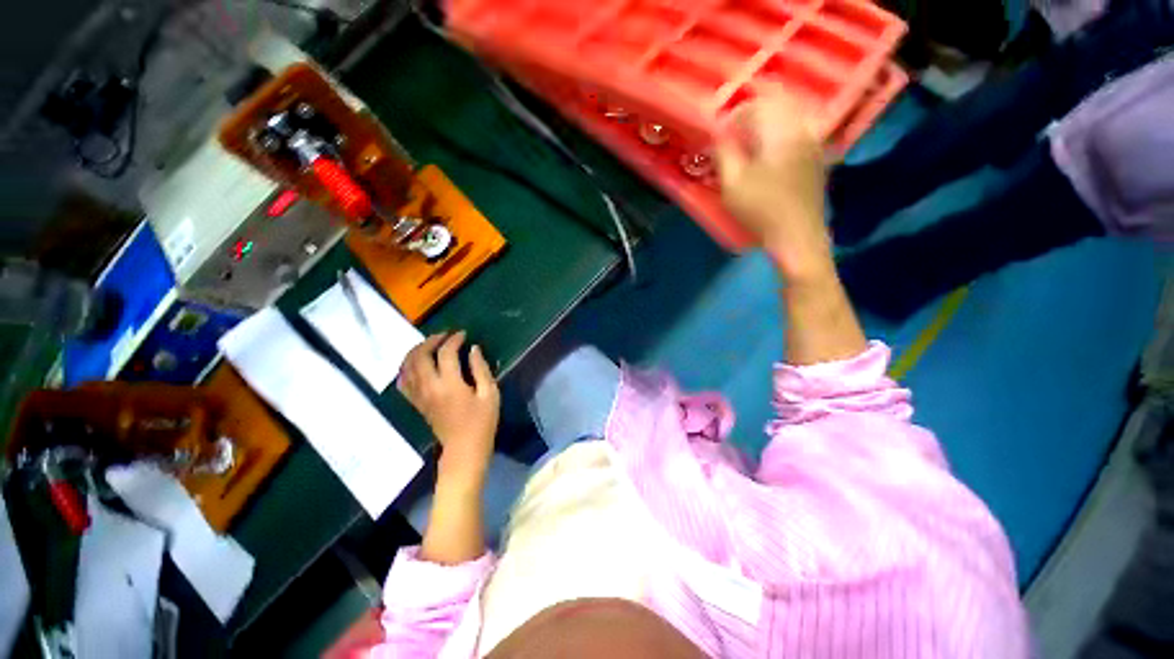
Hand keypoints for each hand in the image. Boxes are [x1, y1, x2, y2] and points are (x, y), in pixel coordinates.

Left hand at [398, 331, 498, 483]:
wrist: (464, 449)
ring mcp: (419, 396)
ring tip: (430, 345)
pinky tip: (416, 364)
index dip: (454, 340)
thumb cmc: (482, 422)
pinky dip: (406, 368)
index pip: (445, 353)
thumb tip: (473, 349)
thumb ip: (481, 369)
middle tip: (445, 336)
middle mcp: (429, 387)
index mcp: (449, 384)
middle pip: (420, 356)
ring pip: (407, 366)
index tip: (463, 334)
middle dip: (431, 341)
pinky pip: (403, 381)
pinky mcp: (416, 403)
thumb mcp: (490, 394)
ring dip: (416, 351)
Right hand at [715, 89, 830, 276]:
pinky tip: (770, 156)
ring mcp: (813, 143)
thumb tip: (718, 135)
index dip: (735, 115)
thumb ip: (724, 154)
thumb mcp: (733, 184)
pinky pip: (799, 132)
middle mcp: (801, 129)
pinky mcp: (816, 158)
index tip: (722, 133)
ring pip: (789, 117)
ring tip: (750, 145)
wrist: (797, 234)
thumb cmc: (761, 210)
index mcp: (780, 131)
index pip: (756, 105)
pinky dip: (781, 136)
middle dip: (752, 116)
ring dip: (767, 125)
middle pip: (776, 105)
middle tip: (735, 136)